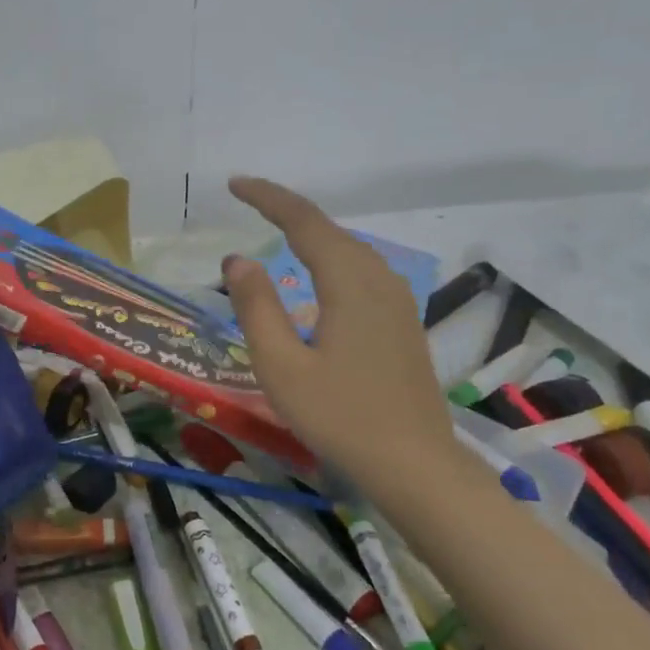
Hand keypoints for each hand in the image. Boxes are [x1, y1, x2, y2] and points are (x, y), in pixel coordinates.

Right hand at [221, 176, 456, 493]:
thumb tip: (236, 260)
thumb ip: (256, 307)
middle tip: (247, 201)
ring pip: (350, 249)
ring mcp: (397, 302)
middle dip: (288, 210)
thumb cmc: (339, 417)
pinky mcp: (402, 323)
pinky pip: (362, 271)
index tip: (234, 184)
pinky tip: (319, 274)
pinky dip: (331, 256)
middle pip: (330, 230)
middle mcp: (379, 281)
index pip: (305, 222)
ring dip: (312, 233)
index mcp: (348, 284)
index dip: (269, 198)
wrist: (415, 465)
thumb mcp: (281, 365)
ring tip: (276, 228)